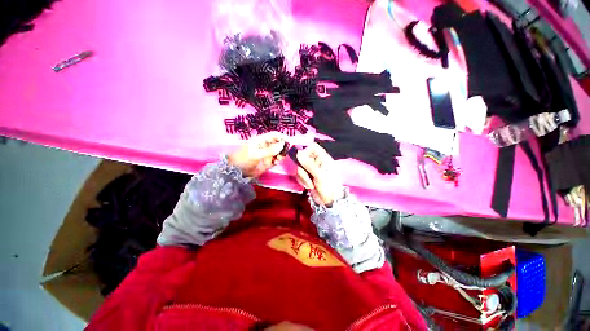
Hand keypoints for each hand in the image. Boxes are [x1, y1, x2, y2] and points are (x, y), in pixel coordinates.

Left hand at [228, 132, 287, 177]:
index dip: (283, 137)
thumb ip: (270, 150)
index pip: (275, 135)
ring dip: (281, 155)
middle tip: (285, 153)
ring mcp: (267, 154)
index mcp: (261, 140)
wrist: (236, 172)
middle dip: (283, 147)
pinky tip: (276, 162)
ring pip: (279, 152)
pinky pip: (276, 160)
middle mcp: (266, 146)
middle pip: (278, 143)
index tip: (290, 142)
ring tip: (279, 159)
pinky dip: (278, 161)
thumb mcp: (256, 154)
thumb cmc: (243, 159)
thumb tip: (283, 144)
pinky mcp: (268, 162)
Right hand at [296, 143, 343, 205]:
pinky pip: (299, 174)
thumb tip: (299, 154)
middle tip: (307, 178)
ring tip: (310, 184)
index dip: (306, 151)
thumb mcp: (320, 176)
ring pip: (299, 167)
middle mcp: (317, 162)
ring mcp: (311, 169)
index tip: (301, 159)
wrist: (330, 202)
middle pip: (303, 158)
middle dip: (302, 169)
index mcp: (323, 158)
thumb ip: (309, 164)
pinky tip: (309, 186)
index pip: (313, 147)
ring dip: (302, 177)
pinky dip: (302, 180)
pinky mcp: (307, 176)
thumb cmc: (329, 187)